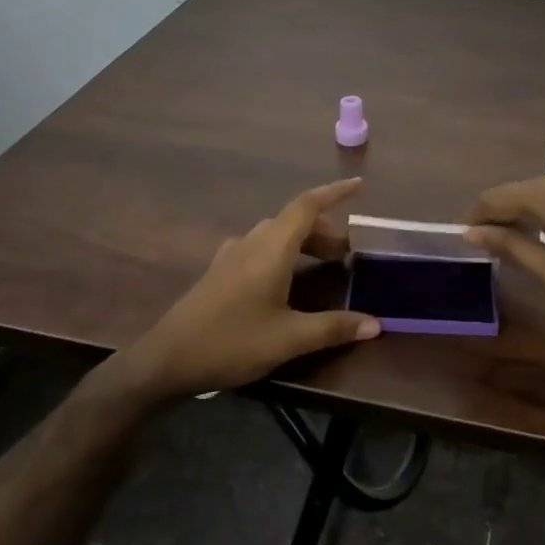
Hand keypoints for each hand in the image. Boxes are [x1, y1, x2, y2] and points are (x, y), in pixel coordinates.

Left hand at [114, 179, 381, 398]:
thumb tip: (377, 323)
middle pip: (293, 220)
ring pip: (276, 234)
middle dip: (325, 228)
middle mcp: (251, 242)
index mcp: (271, 248)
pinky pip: (260, 247)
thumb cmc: (232, 342)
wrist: (167, 359)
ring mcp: (232, 255)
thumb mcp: (289, 339)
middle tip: (349, 252)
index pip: (307, 205)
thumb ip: (333, 328)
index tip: (359, 186)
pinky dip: (284, 252)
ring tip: (325, 263)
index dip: (334, 192)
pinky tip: (287, 279)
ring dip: (304, 241)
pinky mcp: (221, 271)